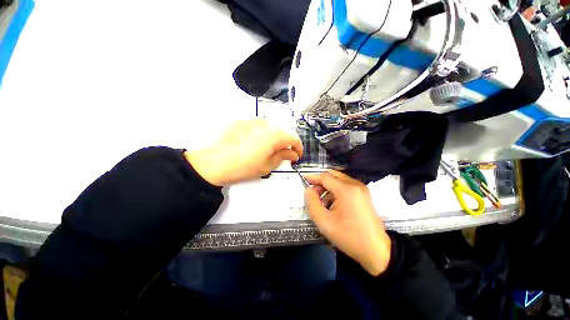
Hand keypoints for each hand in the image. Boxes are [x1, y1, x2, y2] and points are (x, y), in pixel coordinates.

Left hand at [185, 119, 302, 185]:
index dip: (298, 148)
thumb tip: (292, 154)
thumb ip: (283, 156)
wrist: (214, 163)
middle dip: (286, 143)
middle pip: (283, 132)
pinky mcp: (242, 121)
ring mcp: (253, 120)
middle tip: (283, 154)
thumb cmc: (243, 167)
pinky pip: (258, 126)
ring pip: (271, 127)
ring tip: (268, 149)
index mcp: (275, 135)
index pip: (294, 138)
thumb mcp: (268, 165)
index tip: (296, 155)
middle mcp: (266, 123)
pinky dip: (262, 134)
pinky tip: (255, 144)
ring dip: (274, 137)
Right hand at [304, 171, 390, 275]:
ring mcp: (362, 189)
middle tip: (312, 194)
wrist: (376, 251)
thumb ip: (312, 202)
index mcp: (346, 190)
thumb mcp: (324, 222)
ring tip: (322, 202)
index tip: (302, 178)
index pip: (325, 177)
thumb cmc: (348, 237)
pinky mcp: (364, 194)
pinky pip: (346, 186)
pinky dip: (336, 191)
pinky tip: (333, 204)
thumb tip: (308, 190)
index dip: (312, 177)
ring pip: (339, 180)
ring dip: (328, 187)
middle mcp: (355, 185)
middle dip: (320, 182)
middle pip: (333, 175)